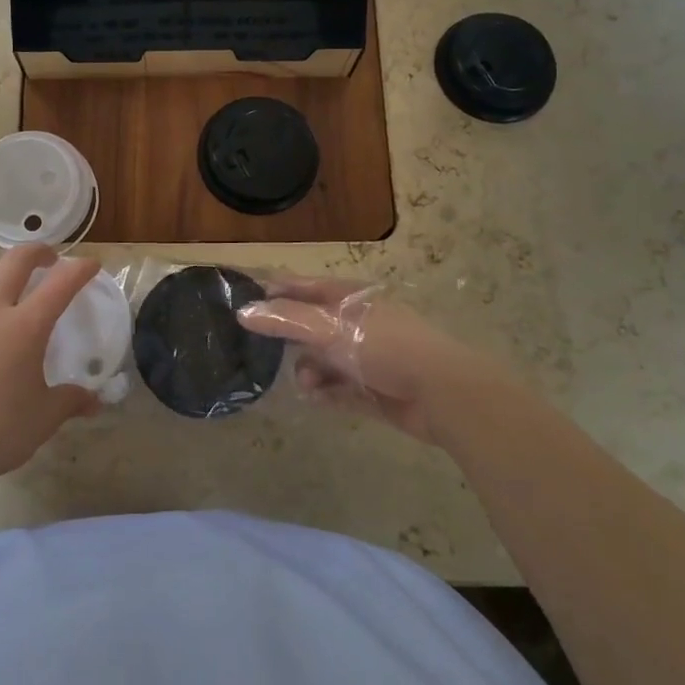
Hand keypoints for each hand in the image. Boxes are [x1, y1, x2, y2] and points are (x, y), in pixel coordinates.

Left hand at [0, 246, 101, 491]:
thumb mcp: (44, 419)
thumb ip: (71, 401)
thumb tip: (95, 401)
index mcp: (25, 328)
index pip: (60, 284)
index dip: (80, 270)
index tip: (92, 265)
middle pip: (15, 260)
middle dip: (38, 251)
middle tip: (51, 260)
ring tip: (8, 276)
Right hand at [236, 277, 480, 444]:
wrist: (441, 393)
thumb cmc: (384, 346)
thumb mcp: (330, 327)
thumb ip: (286, 320)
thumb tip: (243, 311)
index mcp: (349, 298)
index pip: (303, 287)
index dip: (275, 291)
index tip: (244, 303)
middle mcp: (356, 323)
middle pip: (311, 326)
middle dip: (289, 340)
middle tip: (262, 352)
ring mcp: (366, 357)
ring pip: (323, 361)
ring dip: (308, 371)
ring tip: (306, 385)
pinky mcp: (373, 390)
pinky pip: (338, 389)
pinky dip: (325, 392)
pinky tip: (316, 398)